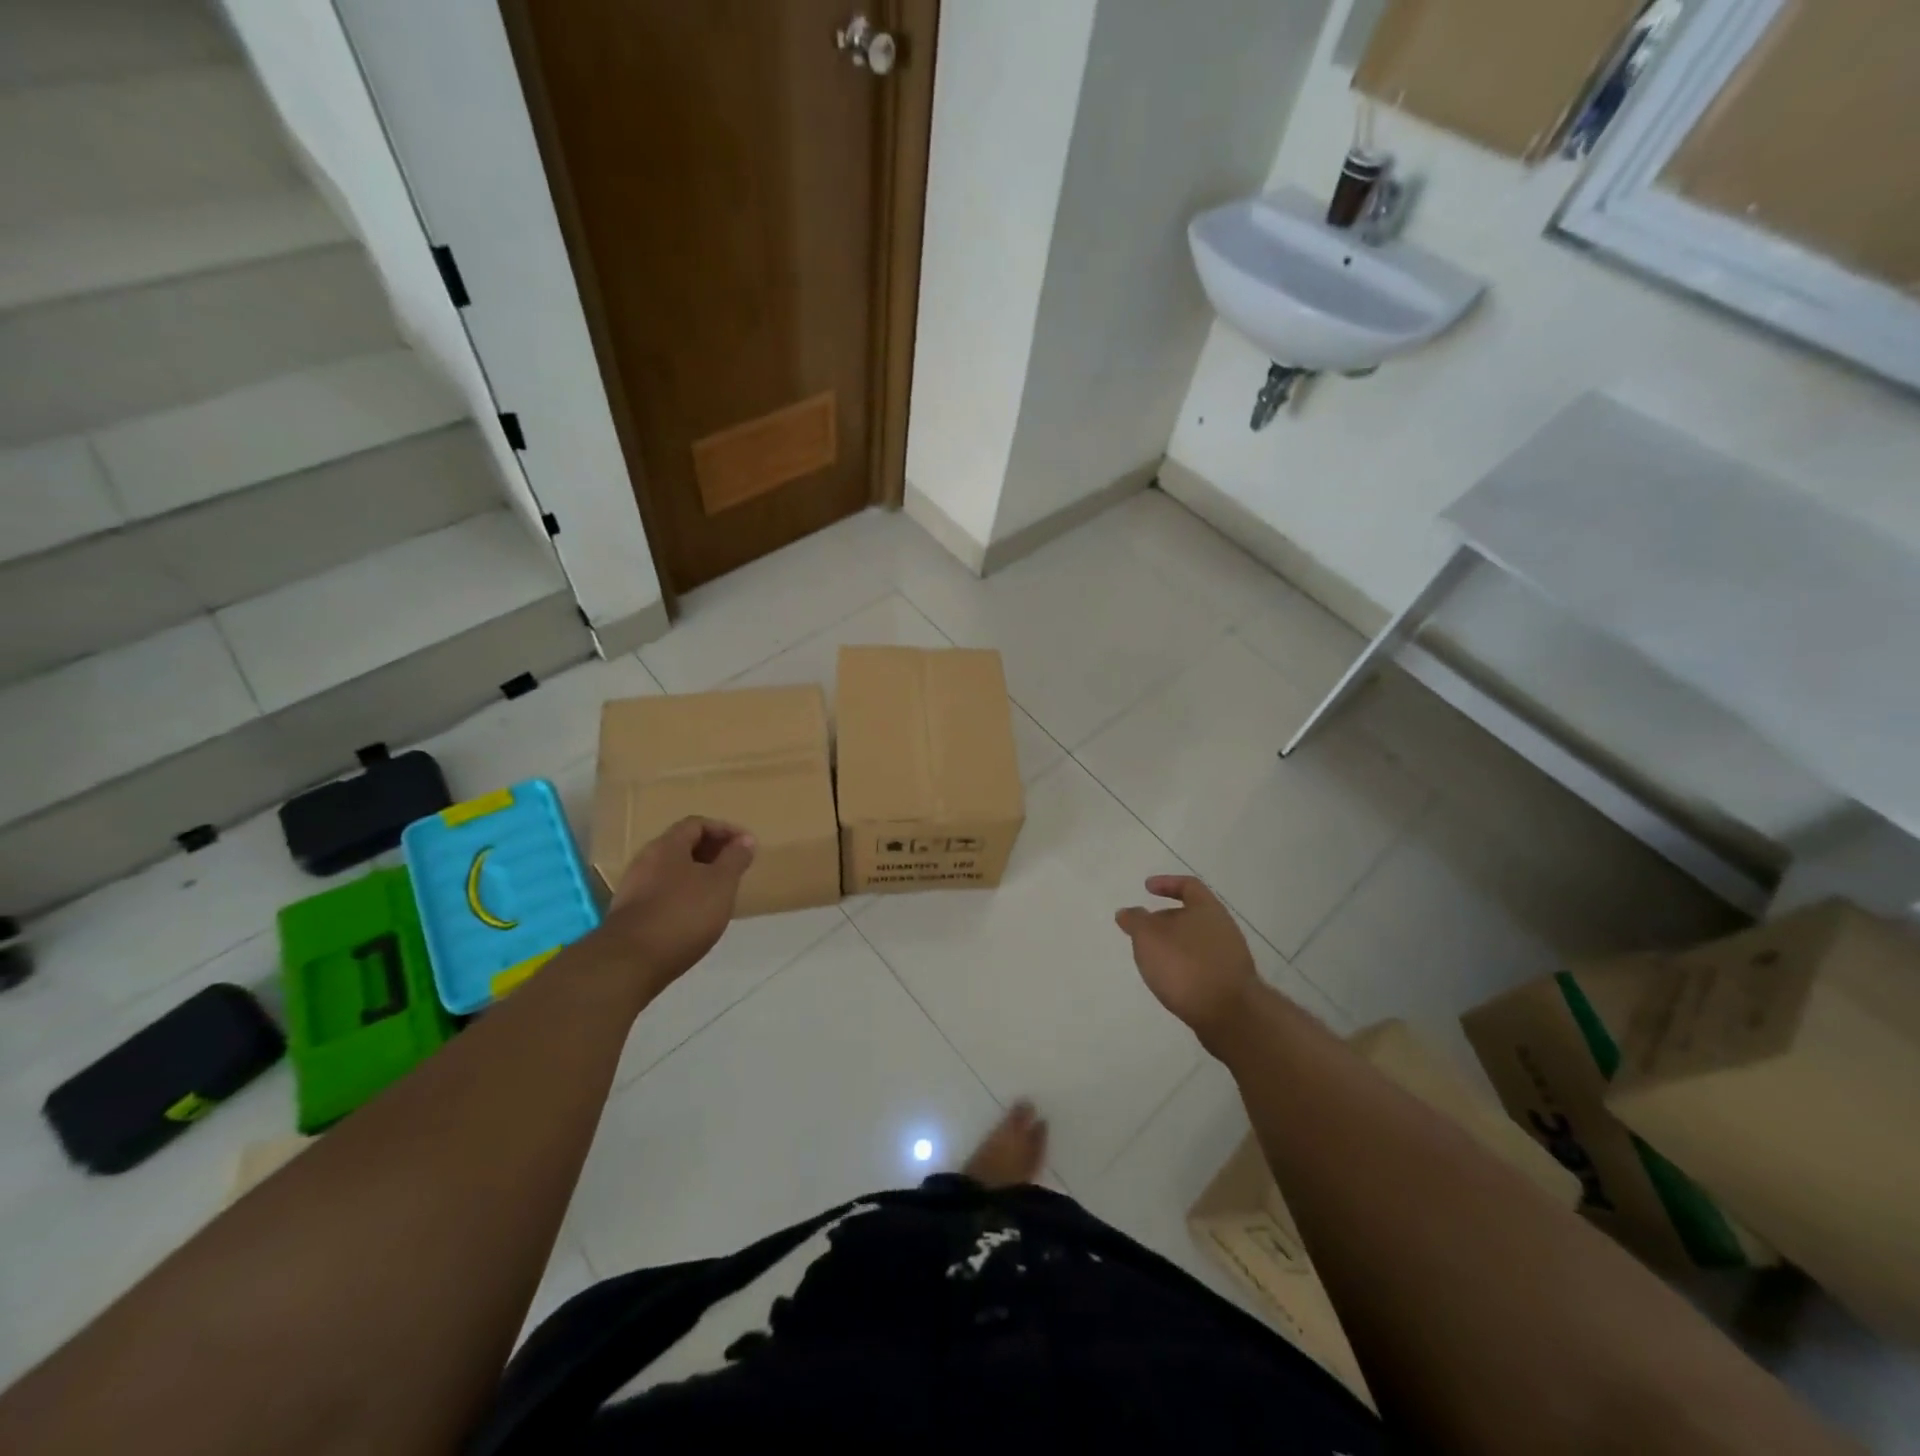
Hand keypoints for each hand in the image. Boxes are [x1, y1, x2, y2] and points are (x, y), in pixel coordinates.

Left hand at [603, 817, 754, 988]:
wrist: (629, 963)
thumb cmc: (683, 914)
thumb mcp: (721, 883)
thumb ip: (735, 859)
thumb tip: (745, 840)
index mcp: (667, 846)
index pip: (697, 824)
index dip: (725, 830)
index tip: (747, 845)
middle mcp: (646, 860)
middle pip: (682, 846)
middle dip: (712, 852)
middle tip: (736, 867)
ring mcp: (634, 888)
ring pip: (672, 871)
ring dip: (698, 875)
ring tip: (720, 892)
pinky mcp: (630, 914)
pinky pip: (662, 893)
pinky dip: (684, 895)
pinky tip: (696, 915)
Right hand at [1115, 875, 1259, 1046]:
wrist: (1229, 1014)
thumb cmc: (1185, 965)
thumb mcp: (1149, 937)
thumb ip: (1135, 920)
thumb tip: (1127, 912)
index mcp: (1207, 909)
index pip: (1188, 885)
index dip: (1166, 883)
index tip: (1147, 888)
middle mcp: (1222, 928)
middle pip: (1190, 915)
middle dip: (1165, 920)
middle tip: (1142, 930)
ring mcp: (1229, 957)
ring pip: (1195, 942)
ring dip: (1173, 946)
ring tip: (1151, 958)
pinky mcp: (1229, 983)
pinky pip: (1200, 965)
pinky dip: (1183, 966)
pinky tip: (1169, 980)